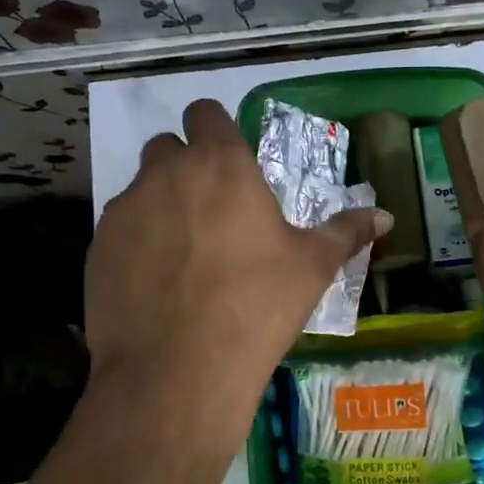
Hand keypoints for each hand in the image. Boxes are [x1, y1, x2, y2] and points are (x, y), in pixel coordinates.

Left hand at [84, 100, 389, 450]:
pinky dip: (136, 244)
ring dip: (160, 205)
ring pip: (141, 189)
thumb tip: (387, 216)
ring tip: (184, 255)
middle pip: (168, 147)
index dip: (217, 130)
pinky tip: (156, 285)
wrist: (177, 371)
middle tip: (212, 212)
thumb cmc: (256, 306)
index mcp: (220, 165)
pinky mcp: (96, 248)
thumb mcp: (312, 268)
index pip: (206, 112)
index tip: (232, 162)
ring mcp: (124, 210)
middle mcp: (165, 173)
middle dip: (186, 167)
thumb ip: (346, 232)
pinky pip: (119, 230)